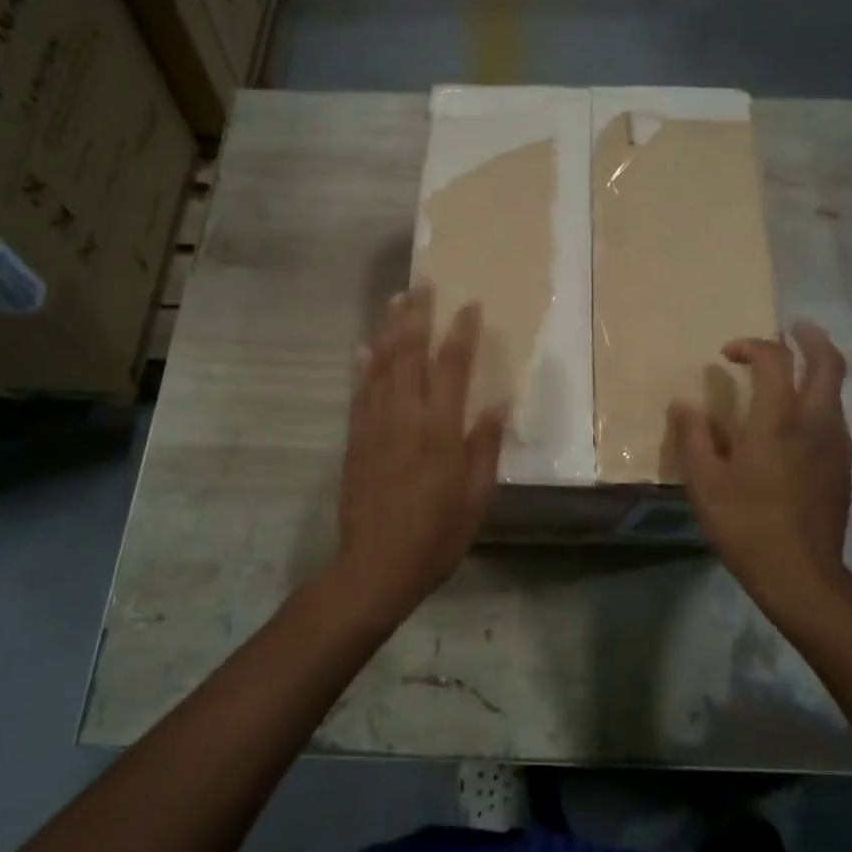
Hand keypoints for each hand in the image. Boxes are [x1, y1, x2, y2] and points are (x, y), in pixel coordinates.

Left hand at [333, 286, 506, 617]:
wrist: (374, 567)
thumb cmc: (436, 536)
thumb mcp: (476, 498)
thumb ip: (484, 446)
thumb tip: (496, 403)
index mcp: (439, 432)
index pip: (452, 368)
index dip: (461, 334)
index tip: (469, 305)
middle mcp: (404, 418)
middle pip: (409, 355)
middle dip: (417, 316)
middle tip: (423, 284)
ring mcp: (374, 426)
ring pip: (380, 366)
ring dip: (389, 330)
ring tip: (396, 300)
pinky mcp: (355, 439)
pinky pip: (359, 393)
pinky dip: (363, 366)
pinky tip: (364, 348)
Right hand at [668, 322, 851, 625]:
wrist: (802, 576)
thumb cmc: (747, 525)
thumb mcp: (704, 482)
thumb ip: (692, 437)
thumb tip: (684, 405)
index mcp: (779, 420)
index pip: (775, 360)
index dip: (751, 346)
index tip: (728, 354)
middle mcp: (816, 422)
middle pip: (829, 363)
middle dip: (811, 339)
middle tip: (793, 329)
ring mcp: (837, 445)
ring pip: (836, 391)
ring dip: (817, 370)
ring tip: (792, 373)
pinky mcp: (843, 467)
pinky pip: (835, 418)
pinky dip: (820, 401)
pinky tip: (796, 422)